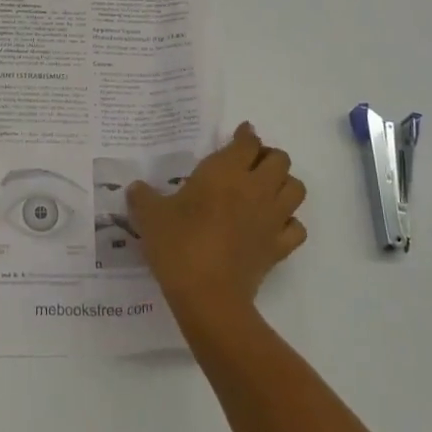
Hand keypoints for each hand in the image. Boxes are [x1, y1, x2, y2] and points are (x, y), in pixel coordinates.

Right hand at [126, 122, 306, 331]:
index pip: (248, 141)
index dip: (245, 135)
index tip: (239, 135)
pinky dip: (289, 223)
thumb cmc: (178, 245)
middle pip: (280, 159)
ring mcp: (272, 218)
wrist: (207, 296)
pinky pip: (296, 227)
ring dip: (284, 184)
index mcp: (226, 171)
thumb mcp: (149, 215)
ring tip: (265, 191)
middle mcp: (255, 187)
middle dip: (268, 157)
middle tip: (248, 165)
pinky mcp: (279, 248)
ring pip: (296, 188)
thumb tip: (135, 188)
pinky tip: (272, 226)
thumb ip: (142, 197)